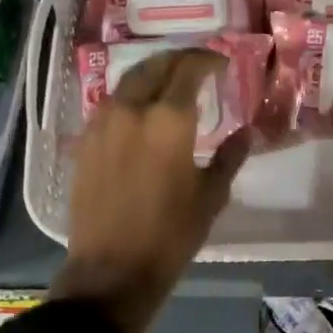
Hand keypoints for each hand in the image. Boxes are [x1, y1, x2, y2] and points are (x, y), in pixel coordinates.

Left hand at [52, 48, 249, 332]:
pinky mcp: (86, 139)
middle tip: (198, 68)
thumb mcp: (211, 196)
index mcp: (169, 119)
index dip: (207, 60)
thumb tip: (247, 132)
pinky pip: (112, 102)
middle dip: (180, 60)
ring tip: (171, 84)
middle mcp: (132, 109)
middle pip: (156, 65)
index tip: (221, 64)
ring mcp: (103, 122)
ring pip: (130, 80)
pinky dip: (132, 95)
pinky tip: (143, 111)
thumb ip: (230, 156)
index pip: (189, 68)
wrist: (110, 272)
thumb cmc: (170, 235)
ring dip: (154, 73)